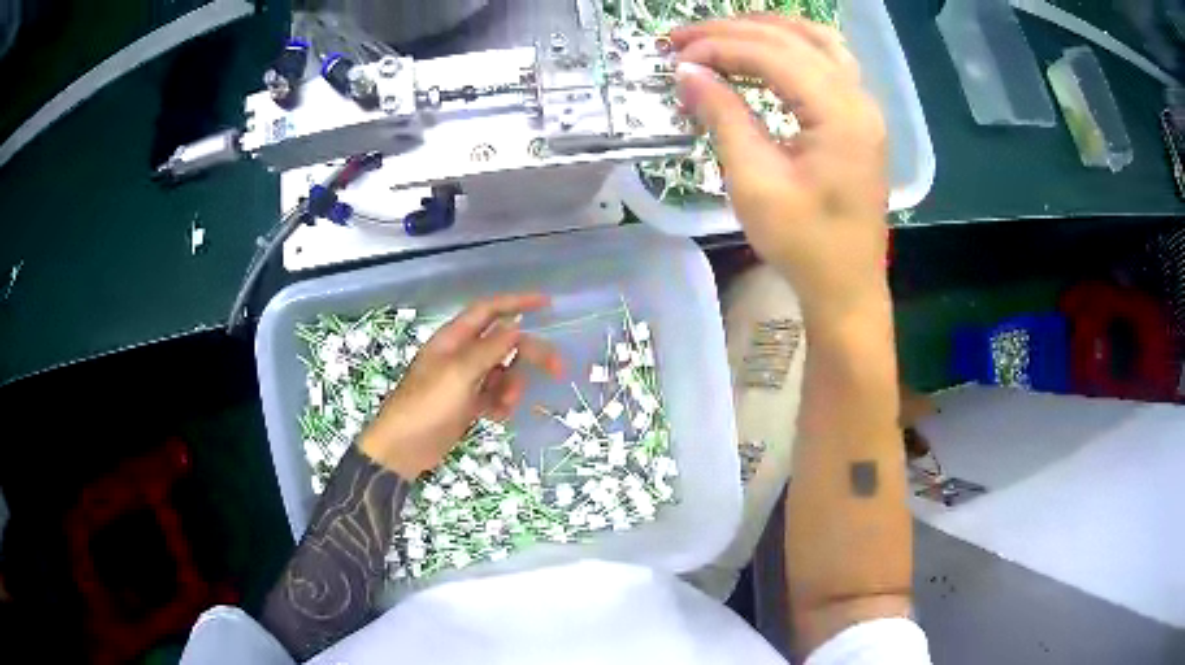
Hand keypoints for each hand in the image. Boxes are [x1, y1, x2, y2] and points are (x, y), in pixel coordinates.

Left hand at [359, 293, 563, 478]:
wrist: (403, 448)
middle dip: (530, 353)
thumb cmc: (427, 405)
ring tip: (506, 404)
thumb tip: (515, 325)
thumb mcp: (459, 374)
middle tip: (557, 368)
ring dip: (512, 386)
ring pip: (502, 372)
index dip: (518, 302)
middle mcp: (461, 355)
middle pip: (503, 343)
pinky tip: (497, 416)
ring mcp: (464, 381)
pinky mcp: (467, 404)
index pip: (489, 310)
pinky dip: (501, 404)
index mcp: (454, 339)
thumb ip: (489, 349)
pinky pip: (494, 396)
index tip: (548, 303)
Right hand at [672, 16, 890, 327]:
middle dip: (732, 31)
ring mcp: (864, 106)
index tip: (675, 57)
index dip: (718, 47)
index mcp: (839, 113)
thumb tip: (687, 72)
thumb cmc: (803, 244)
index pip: (772, 55)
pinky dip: (791, 46)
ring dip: (764, 29)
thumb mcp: (754, 182)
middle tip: (681, 38)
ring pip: (815, 40)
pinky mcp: (859, 118)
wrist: (846, 285)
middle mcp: (858, 98)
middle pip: (792, 39)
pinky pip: (828, 60)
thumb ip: (723, 117)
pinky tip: (764, 50)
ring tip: (718, 35)